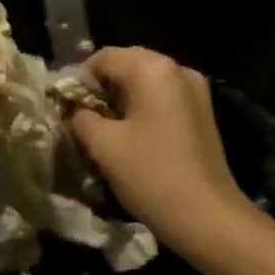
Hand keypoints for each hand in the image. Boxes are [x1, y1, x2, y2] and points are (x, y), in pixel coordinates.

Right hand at [69, 47, 258, 253]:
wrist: (208, 217)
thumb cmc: (151, 175)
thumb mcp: (103, 146)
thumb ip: (81, 118)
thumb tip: (77, 111)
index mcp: (152, 68)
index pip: (104, 58)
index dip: (80, 79)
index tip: (67, 107)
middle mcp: (177, 69)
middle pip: (128, 63)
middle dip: (103, 86)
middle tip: (83, 116)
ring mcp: (196, 89)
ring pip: (147, 81)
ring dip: (123, 96)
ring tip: (105, 126)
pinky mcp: (203, 112)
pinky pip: (164, 96)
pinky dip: (144, 106)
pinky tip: (133, 134)